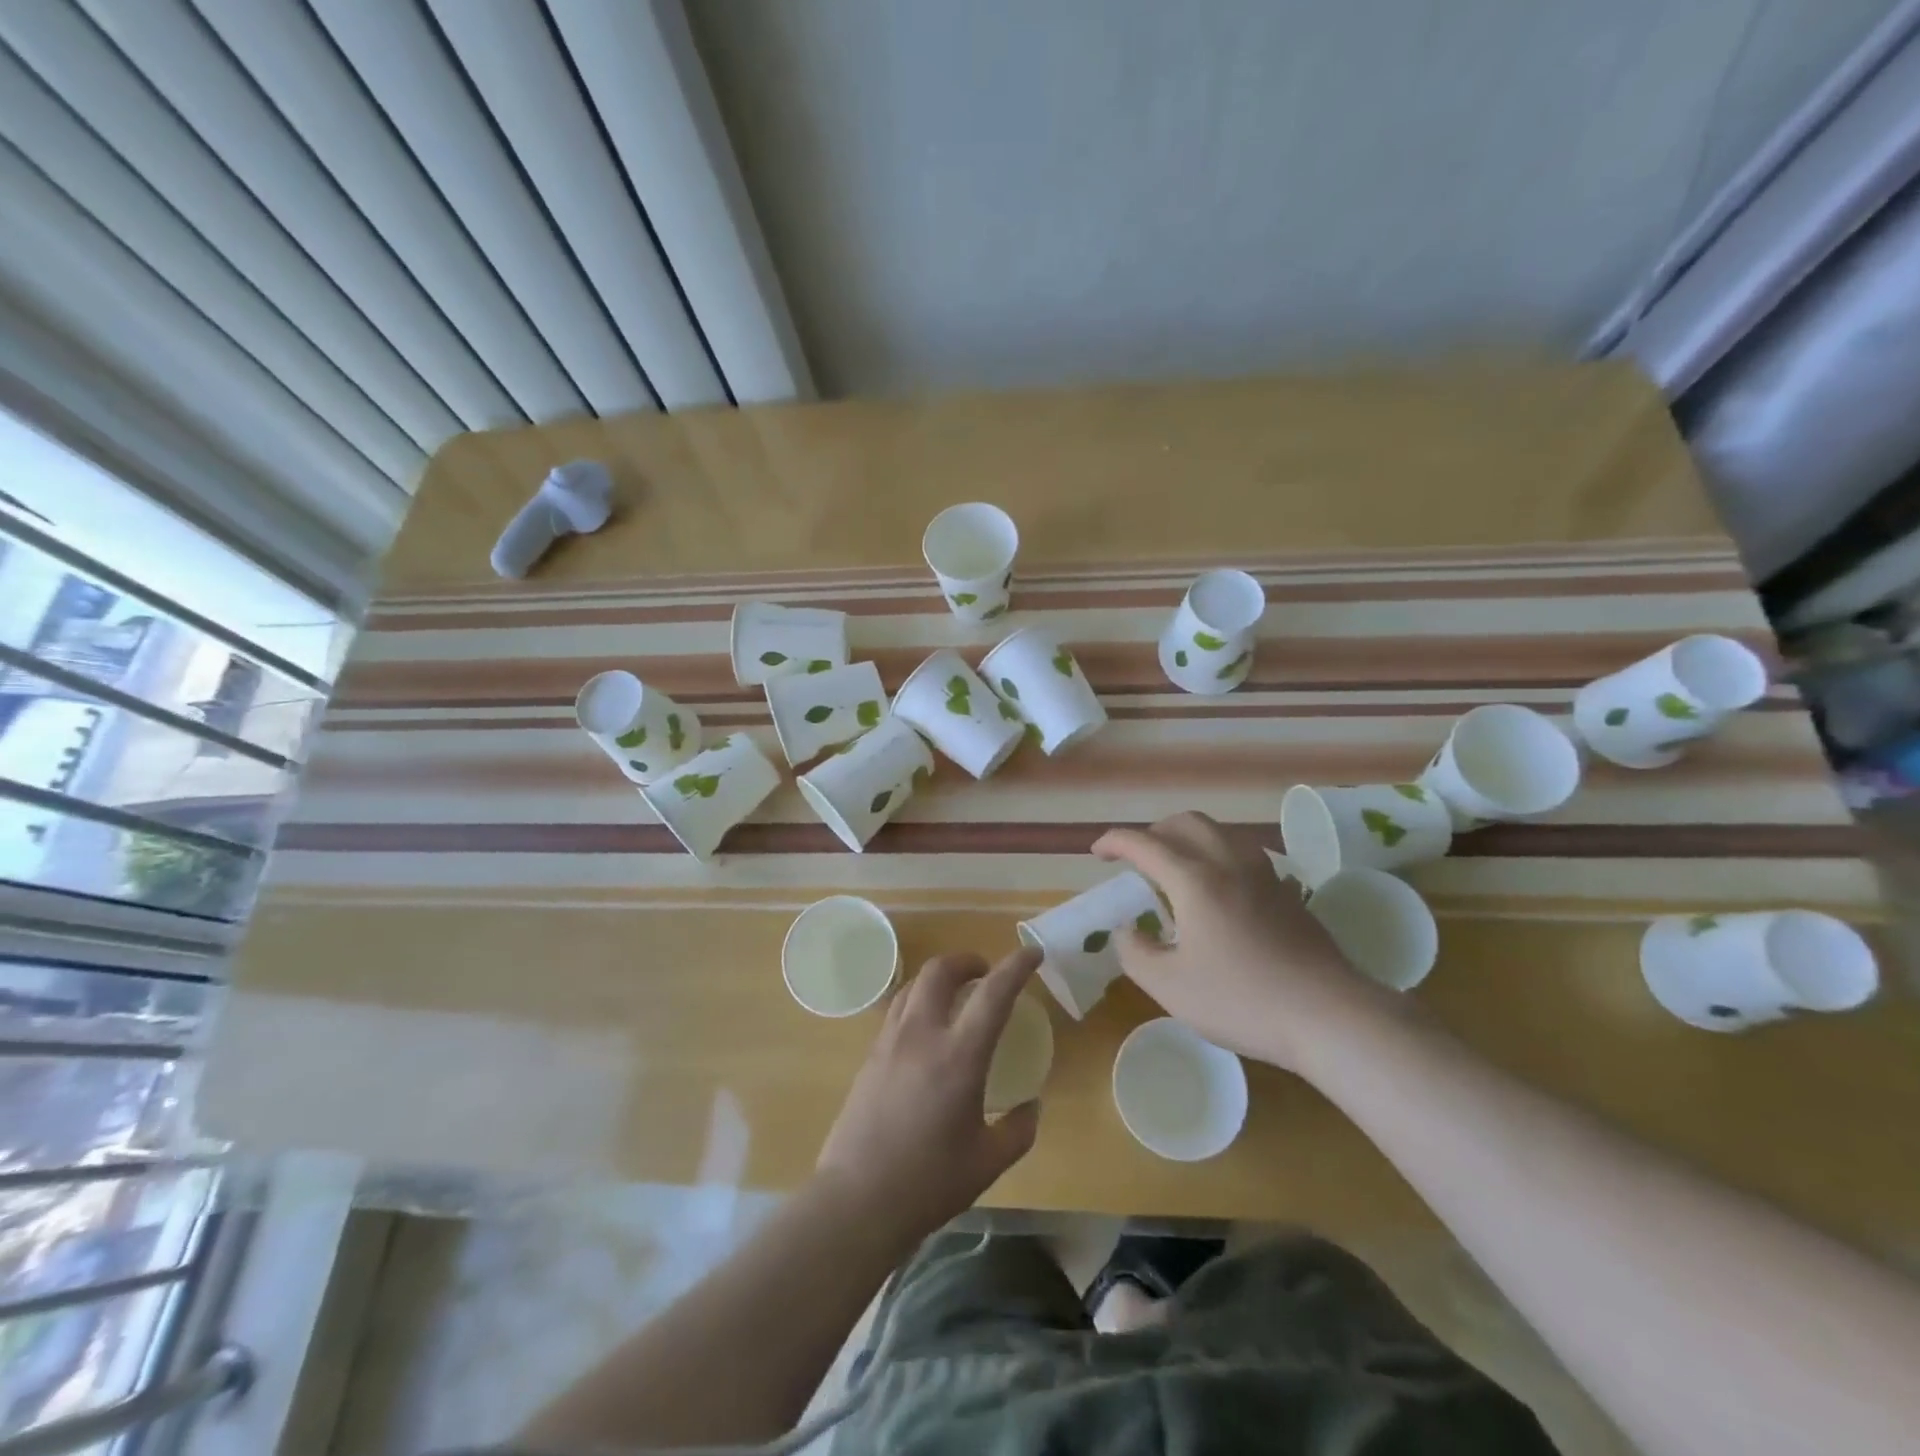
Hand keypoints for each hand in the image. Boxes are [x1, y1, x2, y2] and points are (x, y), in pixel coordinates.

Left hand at [815, 947, 1041, 1243]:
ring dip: (940, 978)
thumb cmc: (928, 1183)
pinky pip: (897, 1009)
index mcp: (958, 1056)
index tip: (1033, 953)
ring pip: (914, 985)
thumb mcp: (987, 1162)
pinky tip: (926, 1028)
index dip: (1016, 966)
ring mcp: (890, 1041)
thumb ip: (1018, 1130)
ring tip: (956, 995)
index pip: (993, 994)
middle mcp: (922, 1035)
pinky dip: (918, 1000)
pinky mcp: (870, 1055)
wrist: (856, 1200)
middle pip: (940, 970)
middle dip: (967, 960)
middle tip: (985, 973)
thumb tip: (1031, 1106)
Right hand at [1094, 812, 1404, 1074]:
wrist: (1329, 1016)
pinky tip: (1218, 891)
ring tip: (1175, 871)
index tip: (1097, 852)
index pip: (1145, 844)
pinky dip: (1217, 856)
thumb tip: (1128, 931)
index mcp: (1194, 880)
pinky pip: (1242, 854)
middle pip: (1186, 823)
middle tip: (1137, 859)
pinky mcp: (1287, 892)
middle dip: (1154, 832)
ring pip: (1219, 833)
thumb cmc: (1241, 1000)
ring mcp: (1264, 874)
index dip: (1115, 842)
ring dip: (1188, 840)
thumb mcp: (1169, 986)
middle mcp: (1229, 863)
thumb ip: (1136, 953)